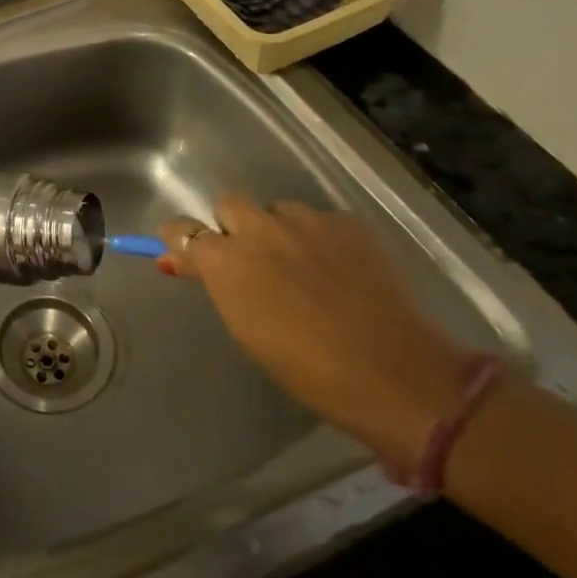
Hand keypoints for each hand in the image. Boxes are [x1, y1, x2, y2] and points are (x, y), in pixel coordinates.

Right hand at [159, 197, 478, 471]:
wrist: (395, 374)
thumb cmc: (308, 369)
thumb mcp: (246, 329)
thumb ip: (216, 285)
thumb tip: (182, 261)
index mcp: (226, 261)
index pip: (182, 229)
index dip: (183, 239)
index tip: (189, 254)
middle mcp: (259, 229)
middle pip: (229, 204)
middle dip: (234, 226)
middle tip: (253, 261)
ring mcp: (306, 221)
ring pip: (277, 211)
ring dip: (280, 232)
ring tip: (304, 268)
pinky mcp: (348, 224)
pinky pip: (320, 222)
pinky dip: (321, 240)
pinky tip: (340, 272)